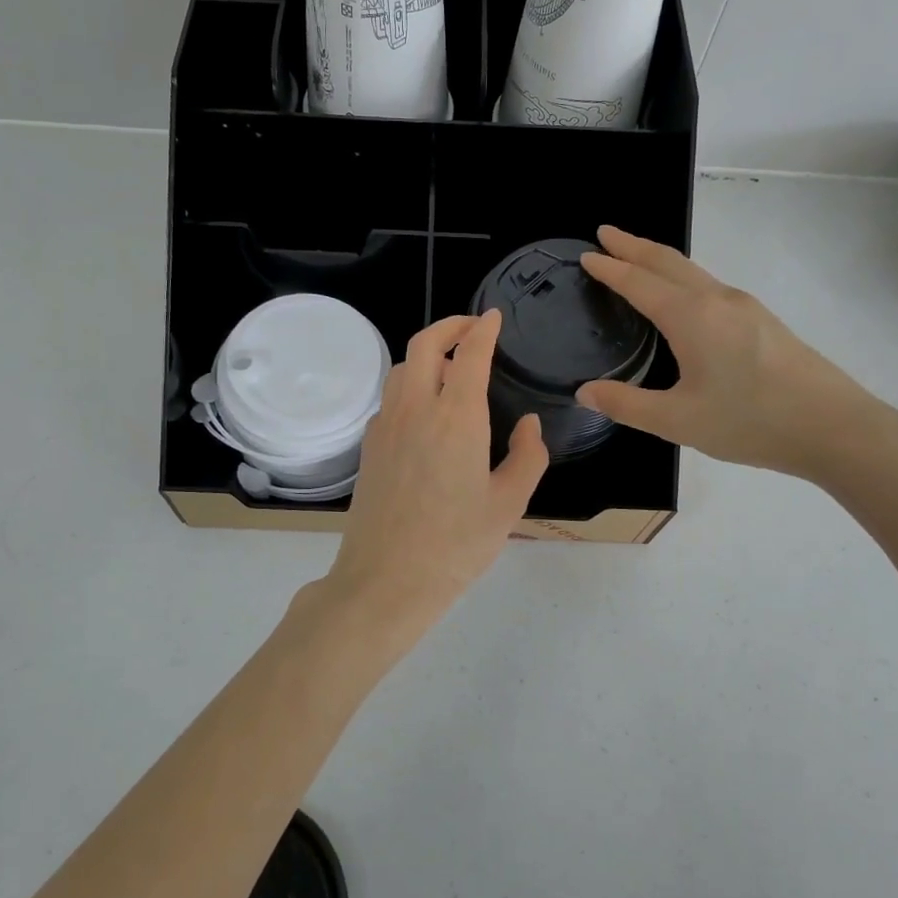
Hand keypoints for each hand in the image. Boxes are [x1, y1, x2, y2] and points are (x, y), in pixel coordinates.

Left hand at [322, 312, 548, 635]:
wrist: (386, 580)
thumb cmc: (456, 545)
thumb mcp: (509, 504)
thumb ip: (527, 457)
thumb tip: (528, 425)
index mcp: (457, 417)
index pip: (469, 354)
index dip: (482, 329)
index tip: (493, 317)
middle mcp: (416, 409)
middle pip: (424, 344)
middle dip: (449, 326)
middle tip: (470, 328)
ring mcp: (386, 426)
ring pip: (401, 368)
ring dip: (425, 354)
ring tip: (449, 366)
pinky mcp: (369, 446)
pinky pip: (390, 398)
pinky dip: (409, 384)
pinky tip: (425, 409)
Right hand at [575, 225, 897, 482]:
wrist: (835, 427)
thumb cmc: (751, 422)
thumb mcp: (678, 421)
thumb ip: (627, 405)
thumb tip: (584, 392)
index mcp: (692, 317)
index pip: (640, 282)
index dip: (610, 268)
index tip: (586, 254)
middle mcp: (718, 300)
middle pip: (668, 261)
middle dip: (633, 245)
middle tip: (605, 234)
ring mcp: (745, 307)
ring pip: (692, 271)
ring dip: (658, 259)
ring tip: (635, 258)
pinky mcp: (762, 321)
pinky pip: (709, 285)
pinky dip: (681, 277)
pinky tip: (680, 298)